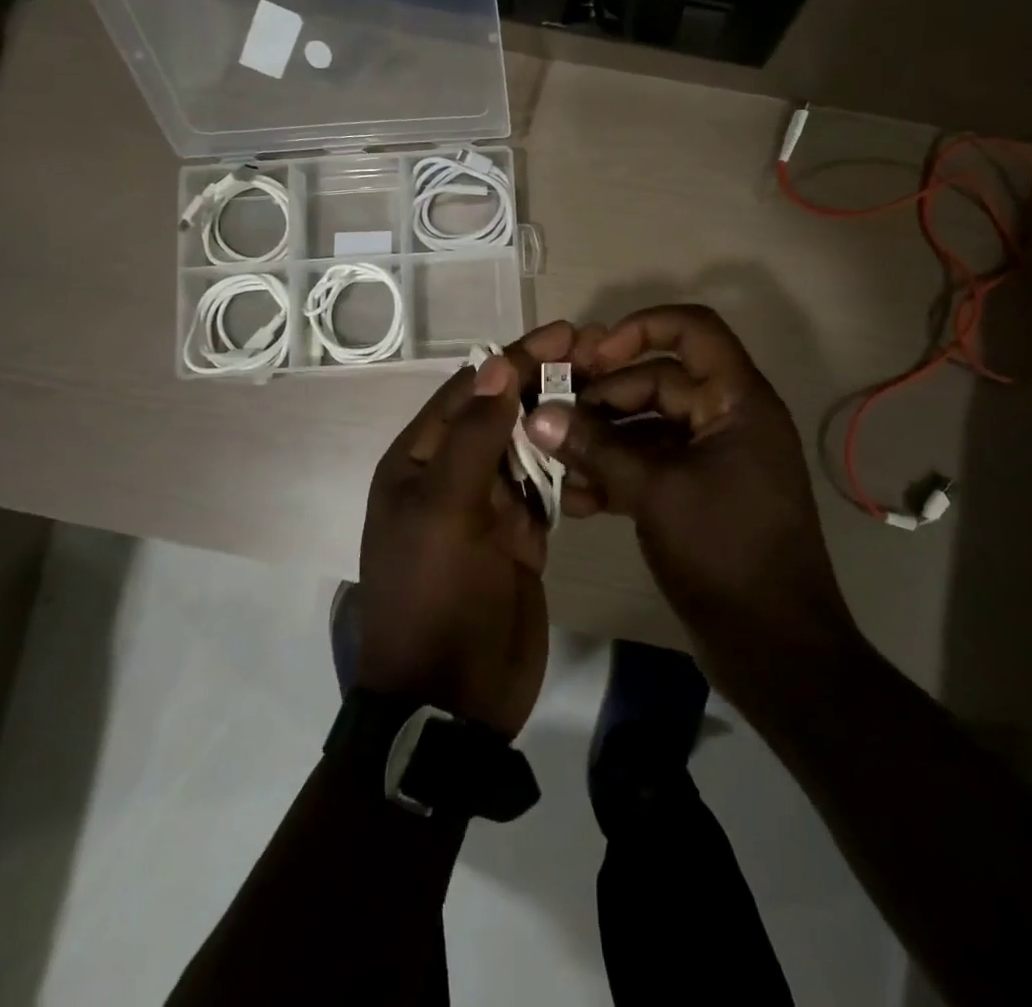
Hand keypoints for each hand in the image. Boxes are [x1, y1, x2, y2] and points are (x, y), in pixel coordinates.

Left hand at [357, 332, 565, 738]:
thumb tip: (497, 366)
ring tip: (612, 387)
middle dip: (546, 380)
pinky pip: (549, 486)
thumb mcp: (444, 510)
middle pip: (503, 411)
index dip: (517, 358)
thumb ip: (472, 438)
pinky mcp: (522, 533)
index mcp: (419, 458)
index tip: (566, 332)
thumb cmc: (436, 595)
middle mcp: (452, 472)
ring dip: (562, 417)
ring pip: (529, 445)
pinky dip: (573, 465)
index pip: (472, 390)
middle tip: (600, 352)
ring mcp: (490, 503)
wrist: (452, 699)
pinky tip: (605, 443)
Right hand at [523, 306, 851, 684]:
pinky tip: (578, 500)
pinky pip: (651, 466)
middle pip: (659, 381)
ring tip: (557, 466)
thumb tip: (538, 415)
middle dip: (604, 400)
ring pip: (648, 428)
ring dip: (602, 443)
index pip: (694, 331)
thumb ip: (595, 448)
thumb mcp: (654, 492)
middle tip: (552, 419)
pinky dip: (616, 475)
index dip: (642, 328)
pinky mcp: (698, 493)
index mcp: (737, 401)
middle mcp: (728, 418)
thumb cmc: (725, 552)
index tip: (593, 355)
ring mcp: (713, 458)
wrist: (775, 649)